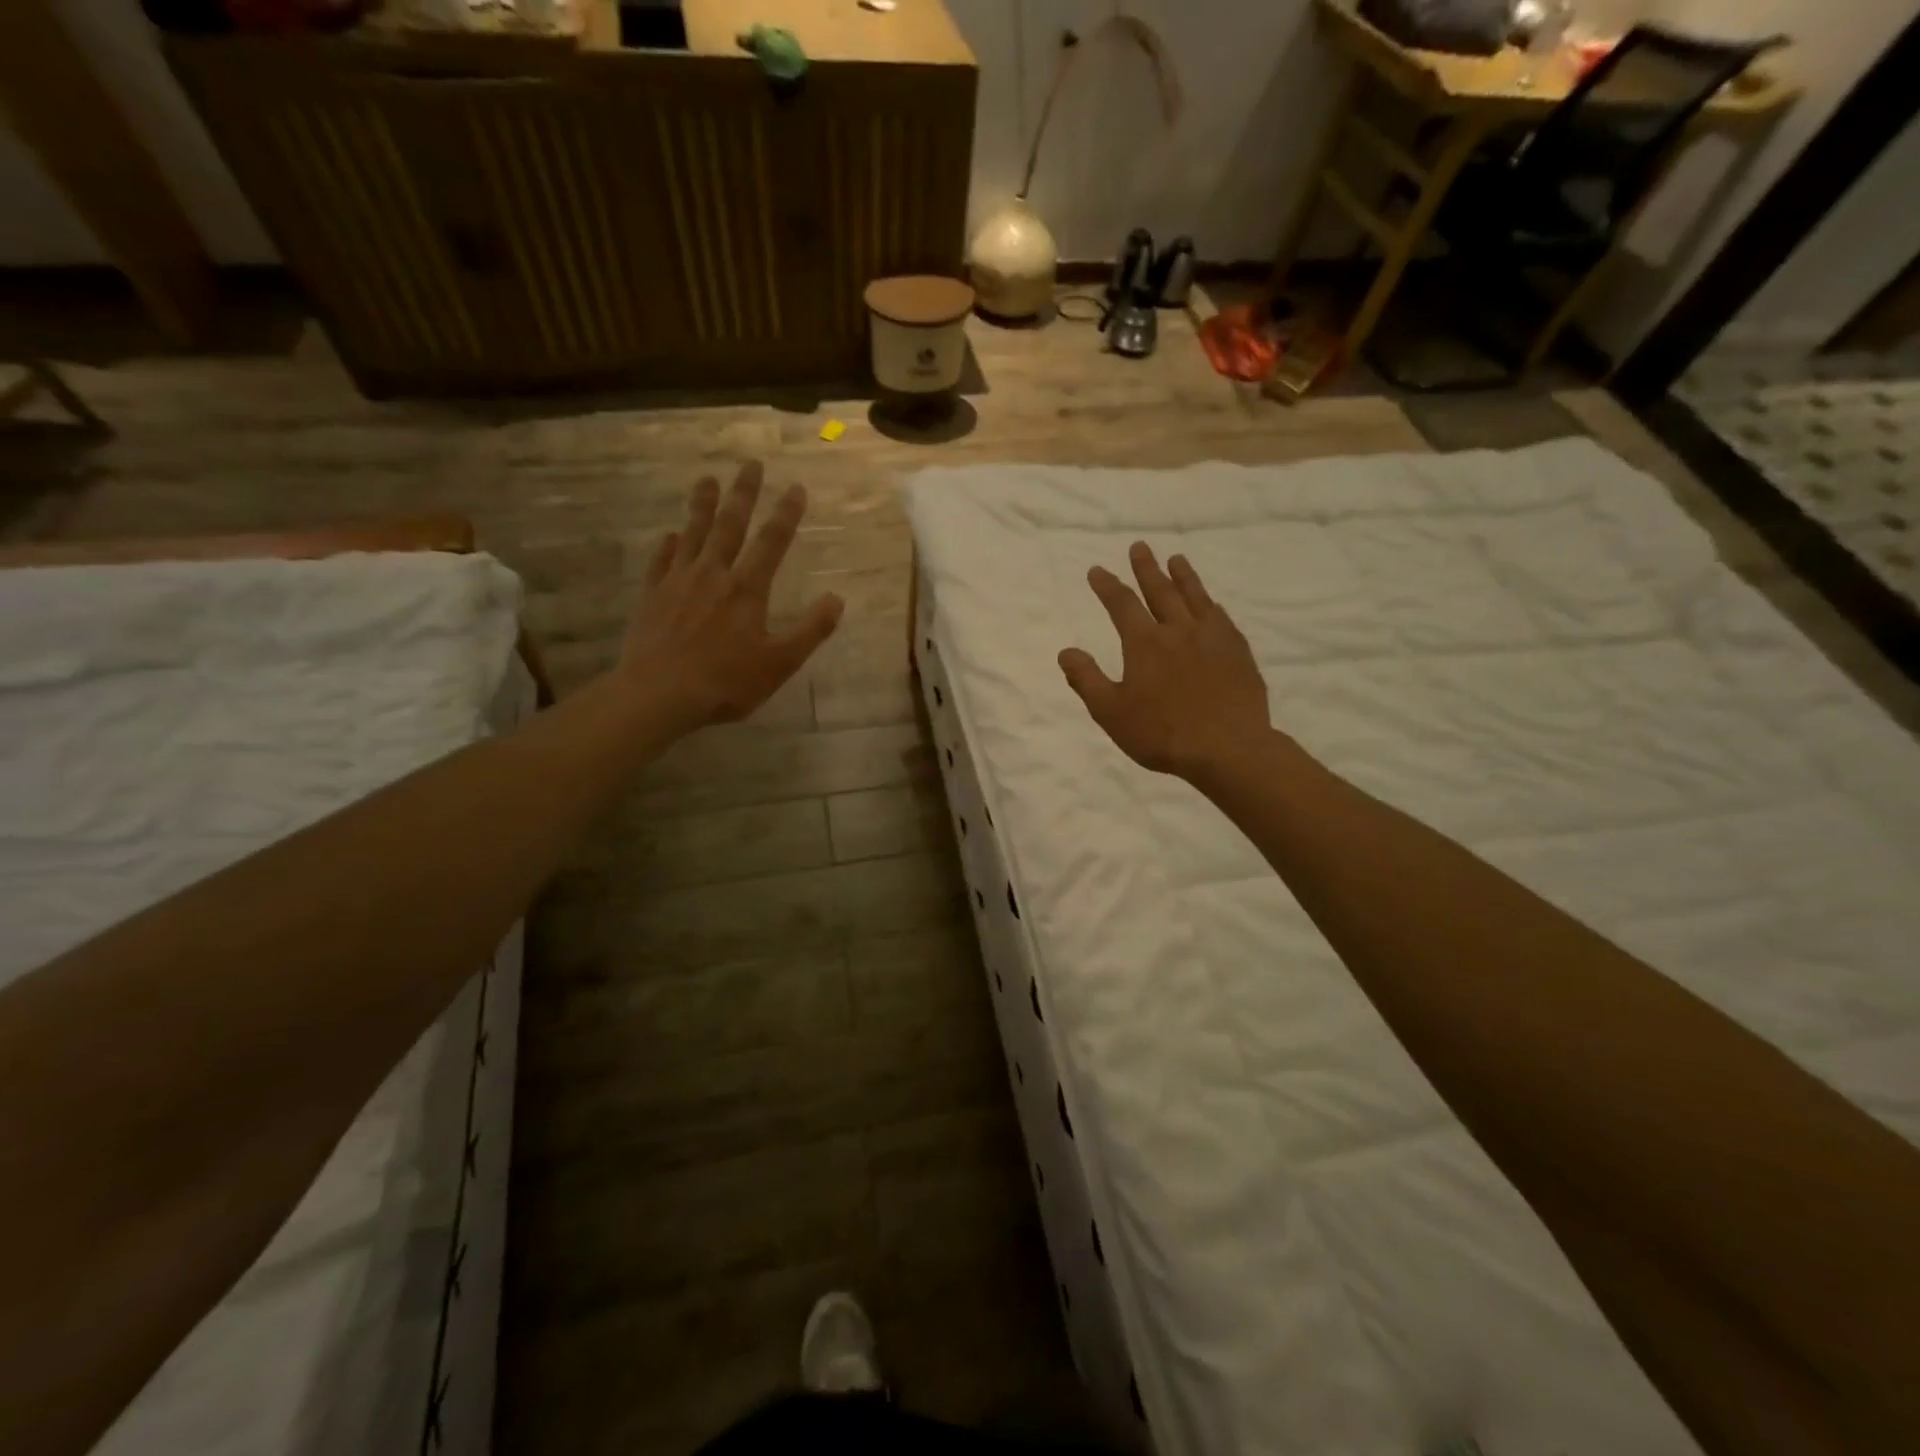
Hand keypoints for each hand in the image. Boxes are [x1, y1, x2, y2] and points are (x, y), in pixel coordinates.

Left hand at [617, 462, 843, 735]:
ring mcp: (678, 582)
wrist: (659, 694)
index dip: (786, 513)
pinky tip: (670, 535)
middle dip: (744, 494)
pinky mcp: (652, 596)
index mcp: (747, 589)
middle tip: (751, 464)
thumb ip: (810, 630)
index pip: (772, 542)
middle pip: (731, 525)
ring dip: (702, 506)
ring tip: (708, 480)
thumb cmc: (726, 682)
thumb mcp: (780, 662)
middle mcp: (713, 574)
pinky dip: (668, 545)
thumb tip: (836, 599)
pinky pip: (661, 561)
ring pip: (693, 534)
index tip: (796, 487)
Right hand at [1059, 543, 1271, 782]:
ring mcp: (1212, 638)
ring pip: (1195, 597)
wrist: (1227, 748)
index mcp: (1144, 643)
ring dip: (1183, 576)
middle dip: (1146, 568)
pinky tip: (1211, 603)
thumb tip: (1066, 651)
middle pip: (1160, 591)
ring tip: (1176, 559)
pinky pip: (1221, 617)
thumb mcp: (1111, 712)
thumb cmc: (1161, 733)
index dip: (1107, 585)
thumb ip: (1087, 679)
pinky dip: (1210, 604)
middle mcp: (1178, 630)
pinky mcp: (1237, 651)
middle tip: (1139, 547)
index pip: (1121, 604)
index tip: (1096, 570)